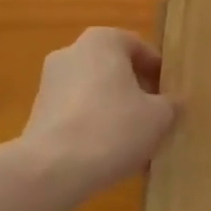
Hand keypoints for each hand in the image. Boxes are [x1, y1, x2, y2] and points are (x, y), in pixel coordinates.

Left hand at [21, 28, 176, 195]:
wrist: (51, 170)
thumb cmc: (112, 128)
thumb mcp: (158, 117)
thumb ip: (171, 104)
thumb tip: (173, 104)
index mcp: (102, 40)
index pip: (139, 48)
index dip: (159, 73)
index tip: (170, 97)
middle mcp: (72, 52)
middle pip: (115, 70)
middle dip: (135, 93)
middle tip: (154, 119)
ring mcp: (50, 83)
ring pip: (94, 94)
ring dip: (114, 113)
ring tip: (133, 145)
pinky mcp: (37, 115)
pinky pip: (75, 115)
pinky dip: (92, 129)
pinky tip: (107, 158)